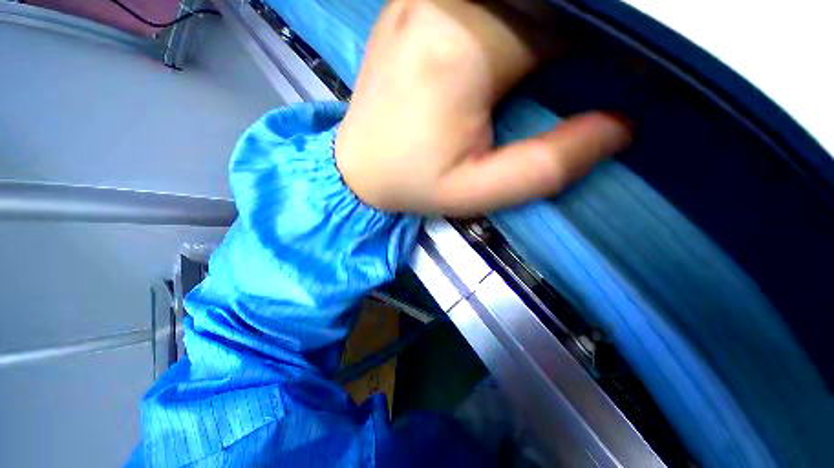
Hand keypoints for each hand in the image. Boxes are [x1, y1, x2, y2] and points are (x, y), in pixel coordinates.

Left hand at [336, 0, 630, 214]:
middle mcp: (439, 3)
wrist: (360, 170)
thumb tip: (621, 126)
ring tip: (523, 72)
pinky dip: (504, 18)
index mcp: (460, 47)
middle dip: (562, 33)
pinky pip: (478, 1)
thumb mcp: (478, 193)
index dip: (592, 49)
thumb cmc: (414, 184)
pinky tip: (495, 54)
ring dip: (534, 24)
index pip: (562, 22)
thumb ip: (548, 165)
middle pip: (536, 1)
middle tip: (554, 80)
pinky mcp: (409, 5)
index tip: (590, 82)